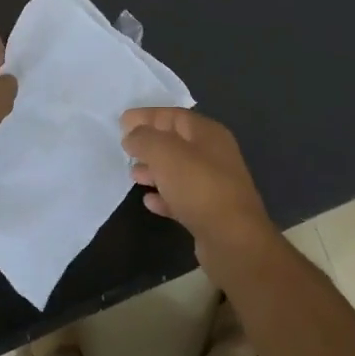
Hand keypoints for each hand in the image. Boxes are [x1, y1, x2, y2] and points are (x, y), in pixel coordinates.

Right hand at [121, 107, 279, 280]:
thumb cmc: (198, 187)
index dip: (147, 116)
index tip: (122, 122)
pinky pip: (182, 197)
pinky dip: (165, 196)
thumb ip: (144, 138)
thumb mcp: (165, 153)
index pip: (173, 115)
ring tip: (133, 175)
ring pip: (178, 170)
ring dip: (155, 170)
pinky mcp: (210, 212)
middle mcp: (214, 154)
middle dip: (149, 144)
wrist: (232, 239)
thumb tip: (132, 135)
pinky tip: (149, 201)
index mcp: (208, 133)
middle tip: (125, 149)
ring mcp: (214, 184)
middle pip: (176, 142)